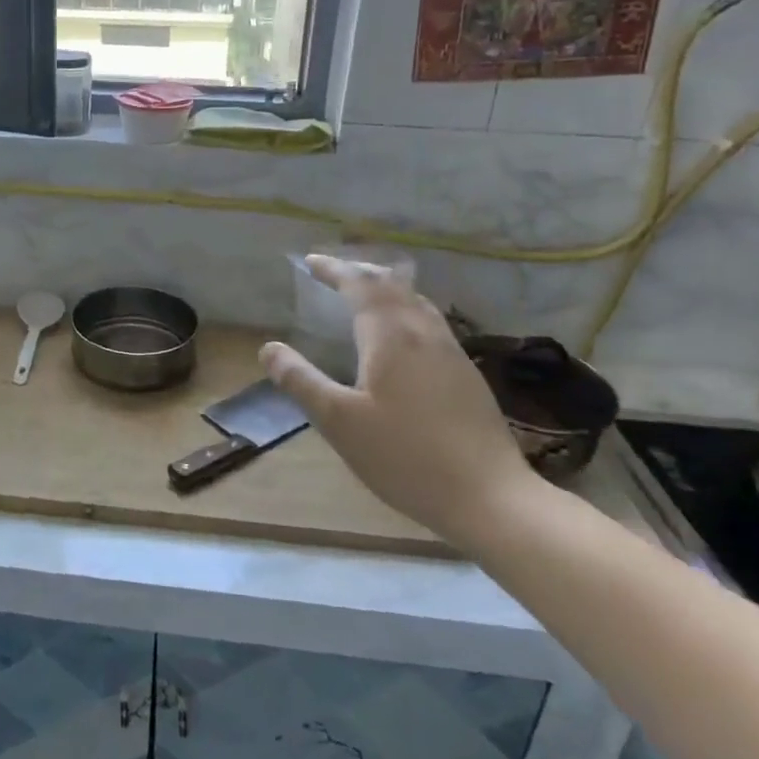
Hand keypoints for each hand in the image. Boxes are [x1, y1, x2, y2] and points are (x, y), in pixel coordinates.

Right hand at [259, 255, 535, 545]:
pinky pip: (429, 321)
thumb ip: (301, 380)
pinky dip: (405, 309)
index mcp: (390, 336)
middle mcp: (423, 332)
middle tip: (332, 273)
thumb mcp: (339, 421)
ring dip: (385, 288)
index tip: (309, 262)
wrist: (490, 496)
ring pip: (415, 301)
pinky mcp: (466, 373)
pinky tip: (402, 335)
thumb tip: (268, 348)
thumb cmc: (404, 456)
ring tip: (364, 294)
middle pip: (391, 284)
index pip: (359, 285)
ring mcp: (451, 351)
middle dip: (359, 272)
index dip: (333, 269)